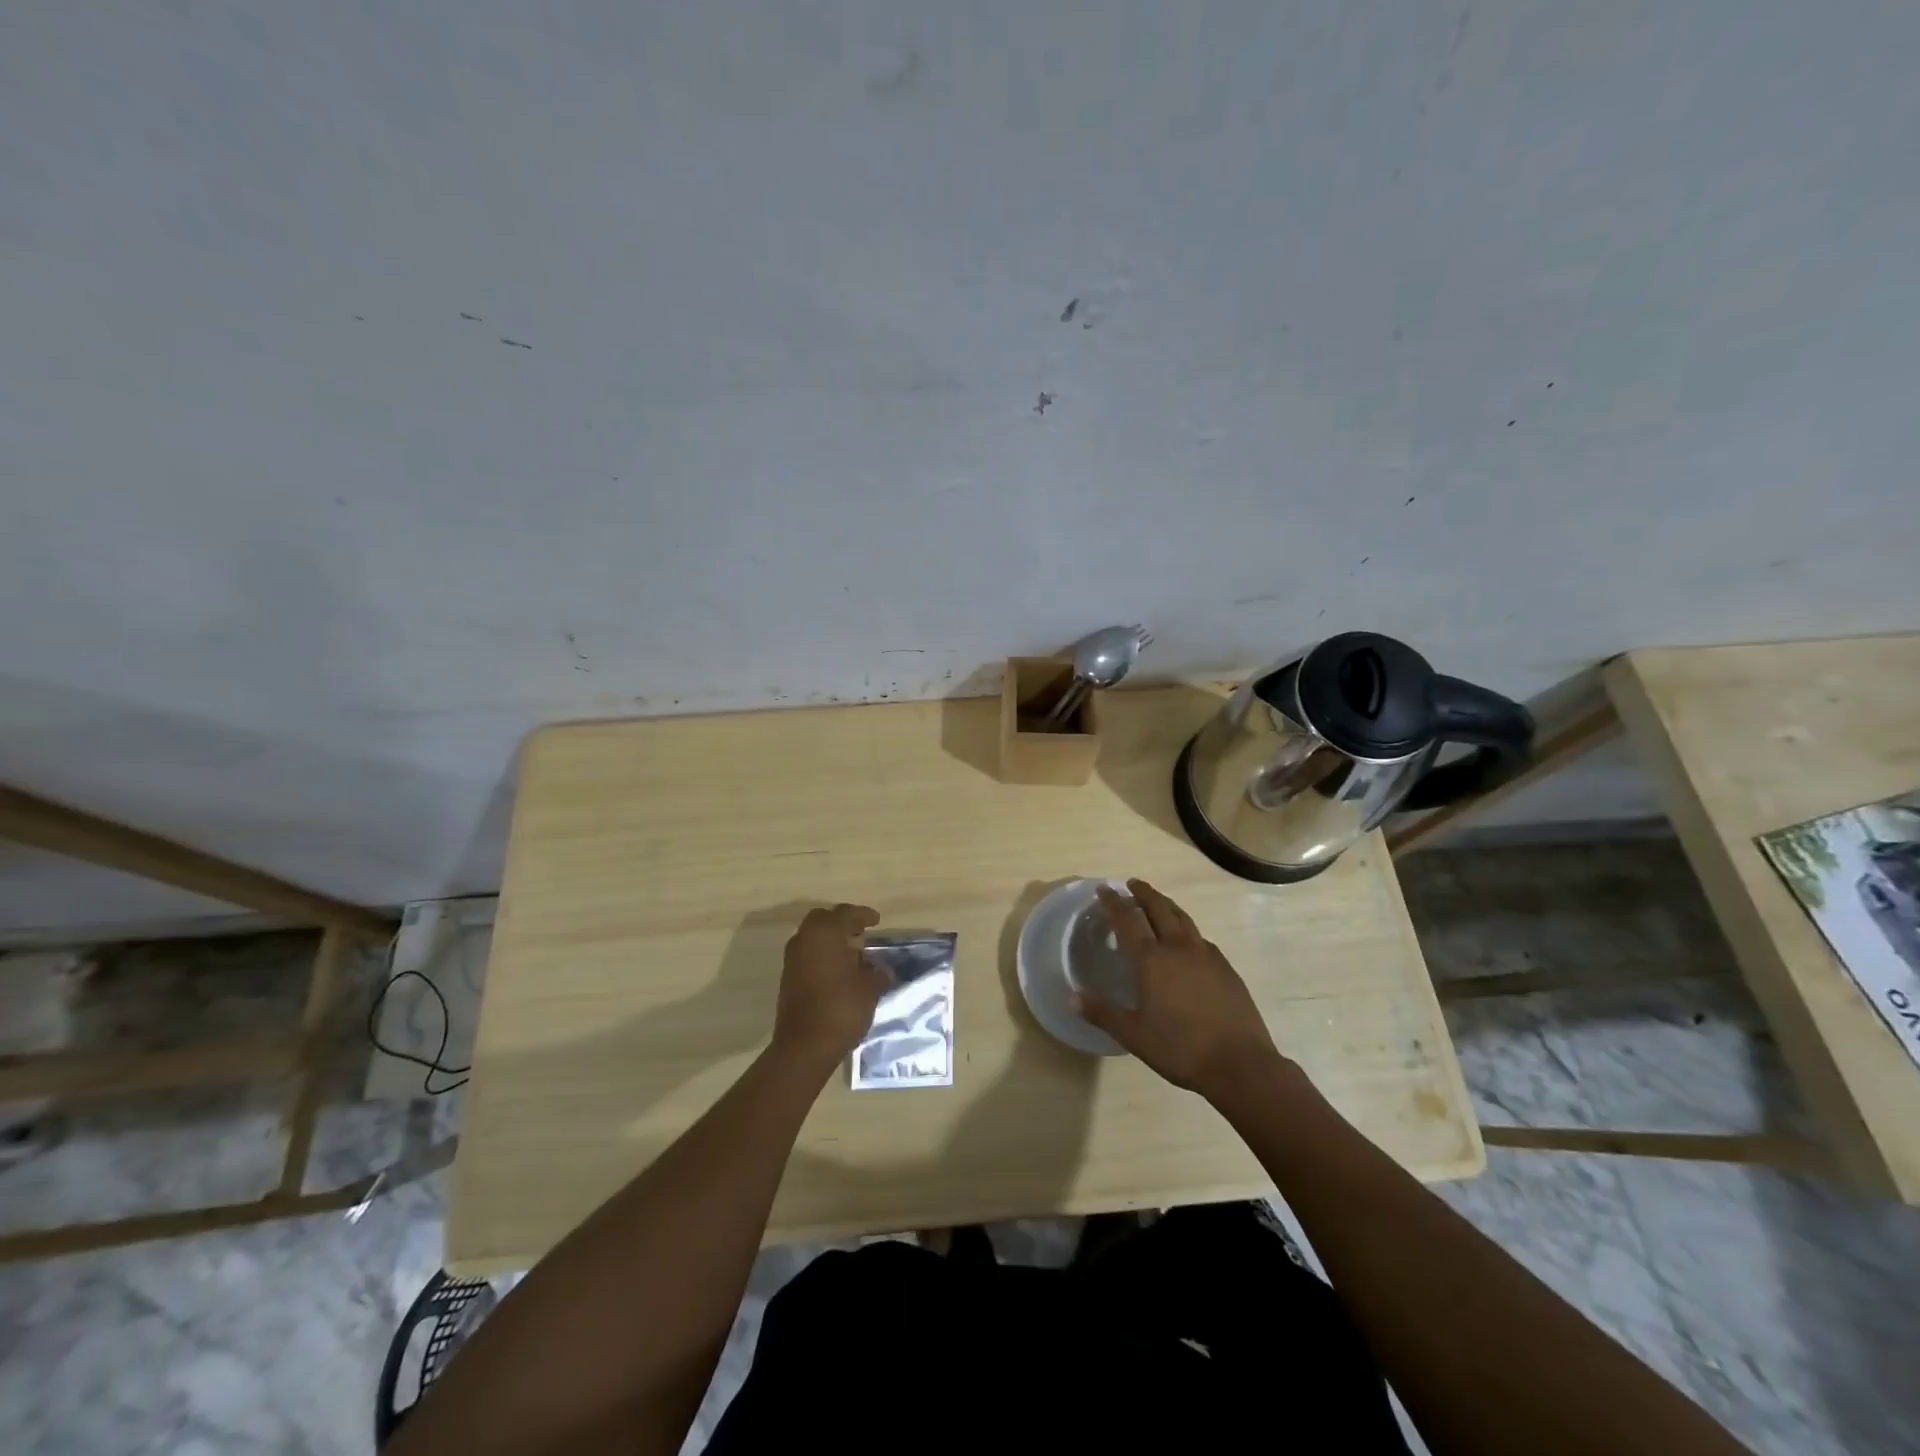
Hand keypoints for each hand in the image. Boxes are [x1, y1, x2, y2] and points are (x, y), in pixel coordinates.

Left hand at [772, 903, 887, 1066]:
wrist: (804, 1046)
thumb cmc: (841, 1008)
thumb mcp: (870, 989)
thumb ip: (877, 973)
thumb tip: (880, 969)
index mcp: (826, 933)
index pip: (846, 913)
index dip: (863, 915)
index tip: (877, 921)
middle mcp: (805, 939)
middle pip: (824, 920)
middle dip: (842, 923)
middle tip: (860, 933)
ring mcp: (792, 958)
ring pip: (812, 937)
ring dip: (831, 940)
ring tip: (852, 954)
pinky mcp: (787, 977)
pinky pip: (807, 954)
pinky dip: (822, 954)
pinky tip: (838, 971)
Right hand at [1075, 879, 1284, 1099]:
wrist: (1240, 1063)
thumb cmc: (1180, 1048)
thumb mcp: (1133, 1034)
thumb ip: (1102, 1013)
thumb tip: (1071, 997)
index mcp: (1152, 959)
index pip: (1127, 919)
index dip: (1113, 902)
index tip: (1103, 889)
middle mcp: (1178, 948)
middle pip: (1159, 908)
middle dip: (1143, 893)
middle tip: (1131, 884)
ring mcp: (1206, 955)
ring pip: (1183, 918)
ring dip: (1167, 905)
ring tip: (1158, 902)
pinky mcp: (1226, 968)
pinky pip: (1201, 937)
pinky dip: (1187, 929)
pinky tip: (1187, 941)